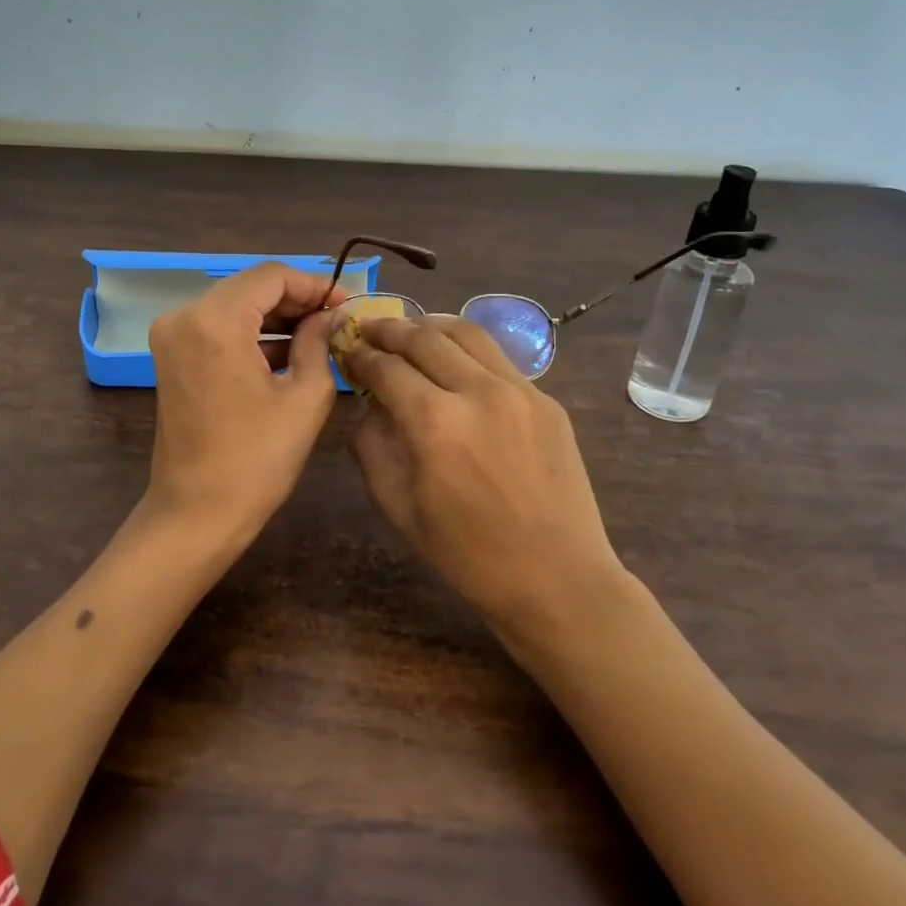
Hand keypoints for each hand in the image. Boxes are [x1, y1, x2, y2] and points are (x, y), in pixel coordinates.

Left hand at [144, 262, 347, 550]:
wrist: (196, 514)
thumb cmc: (256, 460)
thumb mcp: (304, 397)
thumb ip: (319, 342)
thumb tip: (331, 315)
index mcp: (215, 321)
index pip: (272, 276)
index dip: (314, 284)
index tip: (347, 303)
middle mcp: (184, 316)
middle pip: (251, 287)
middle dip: (297, 300)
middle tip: (338, 319)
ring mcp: (173, 335)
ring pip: (236, 305)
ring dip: (276, 317)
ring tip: (321, 335)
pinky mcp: (172, 355)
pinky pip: (219, 328)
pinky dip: (253, 334)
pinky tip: (289, 351)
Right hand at [341, 315, 625, 640]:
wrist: (558, 579)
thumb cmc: (469, 556)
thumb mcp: (400, 509)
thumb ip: (372, 448)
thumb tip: (368, 408)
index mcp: (435, 424)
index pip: (386, 368)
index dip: (361, 356)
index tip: (347, 351)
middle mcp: (478, 392)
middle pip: (424, 338)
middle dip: (389, 329)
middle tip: (369, 328)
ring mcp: (519, 390)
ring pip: (466, 332)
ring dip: (430, 325)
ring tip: (410, 330)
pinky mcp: (546, 399)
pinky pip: (497, 358)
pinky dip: (466, 349)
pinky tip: (455, 361)